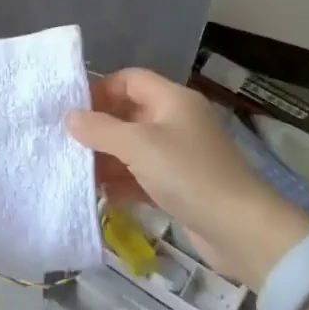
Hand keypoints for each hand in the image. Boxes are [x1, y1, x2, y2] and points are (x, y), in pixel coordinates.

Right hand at [66, 68, 308, 287]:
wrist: (240, 230)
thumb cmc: (188, 174)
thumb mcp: (137, 146)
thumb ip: (100, 129)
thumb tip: (70, 117)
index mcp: (172, 99)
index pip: (130, 79)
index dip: (101, 89)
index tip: (73, 110)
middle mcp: (176, 121)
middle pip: (128, 114)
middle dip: (99, 128)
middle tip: (67, 143)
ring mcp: (179, 154)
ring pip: (133, 148)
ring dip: (107, 159)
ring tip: (78, 172)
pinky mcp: (180, 185)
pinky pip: (142, 175)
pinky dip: (123, 182)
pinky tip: (102, 195)